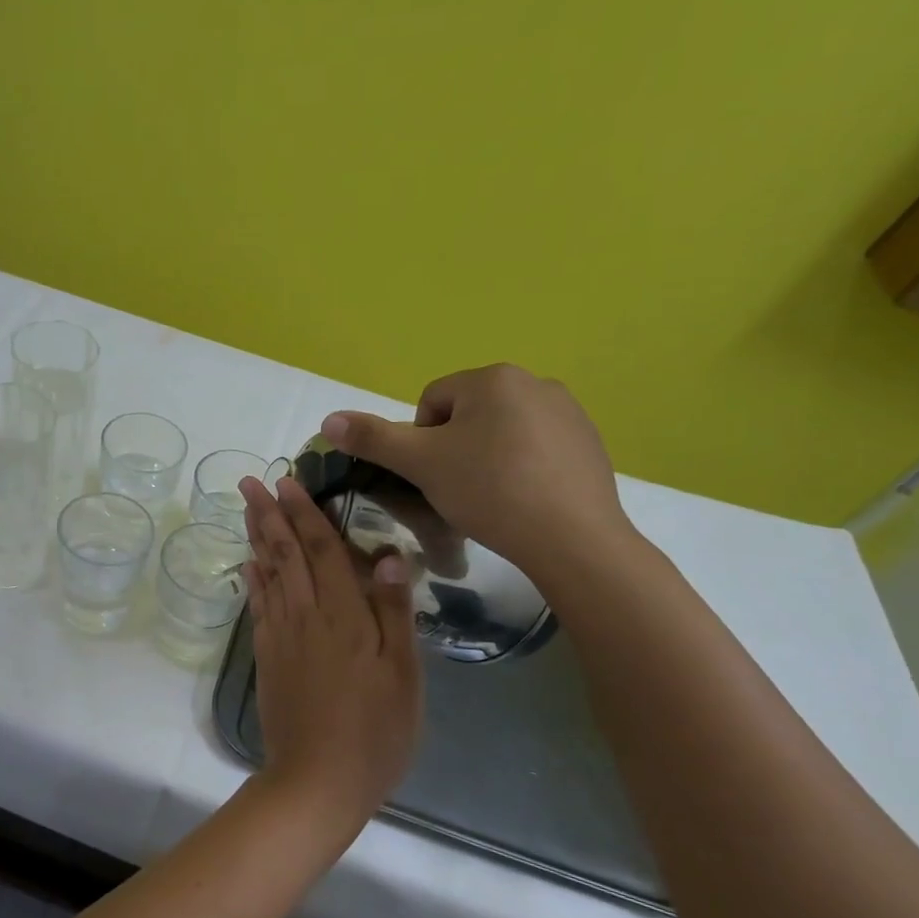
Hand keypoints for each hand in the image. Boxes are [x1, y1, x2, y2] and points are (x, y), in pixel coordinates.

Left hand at [239, 476, 423, 824]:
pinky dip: (252, 579)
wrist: (318, 779)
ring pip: (267, 573)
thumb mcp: (404, 675)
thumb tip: (389, 556)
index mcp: (344, 615)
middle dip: (269, 513)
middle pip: (286, 553)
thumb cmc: (375, 730)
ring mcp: (281, 635)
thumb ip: (395, 613)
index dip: (306, 513)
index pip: (323, 550)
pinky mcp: (267, 656)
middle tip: (251, 480)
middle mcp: (306, 615)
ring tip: (246, 507)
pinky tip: (248, 563)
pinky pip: (257, 606)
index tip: (288, 481)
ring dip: (256, 536)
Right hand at [320, 364, 635, 587]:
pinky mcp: (590, 443)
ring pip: (503, 432)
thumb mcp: (420, 464)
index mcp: (492, 378)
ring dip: (488, 458)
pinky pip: (537, 448)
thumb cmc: (489, 491)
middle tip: (458, 490)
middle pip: (468, 415)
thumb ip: (373, 438)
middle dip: (456, 449)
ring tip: (492, 498)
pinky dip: (523, 468)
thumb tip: (328, 419)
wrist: (571, 538)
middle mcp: (535, 382)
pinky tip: (525, 500)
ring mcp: (569, 412)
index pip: (432, 402)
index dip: (422, 442)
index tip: (433, 476)